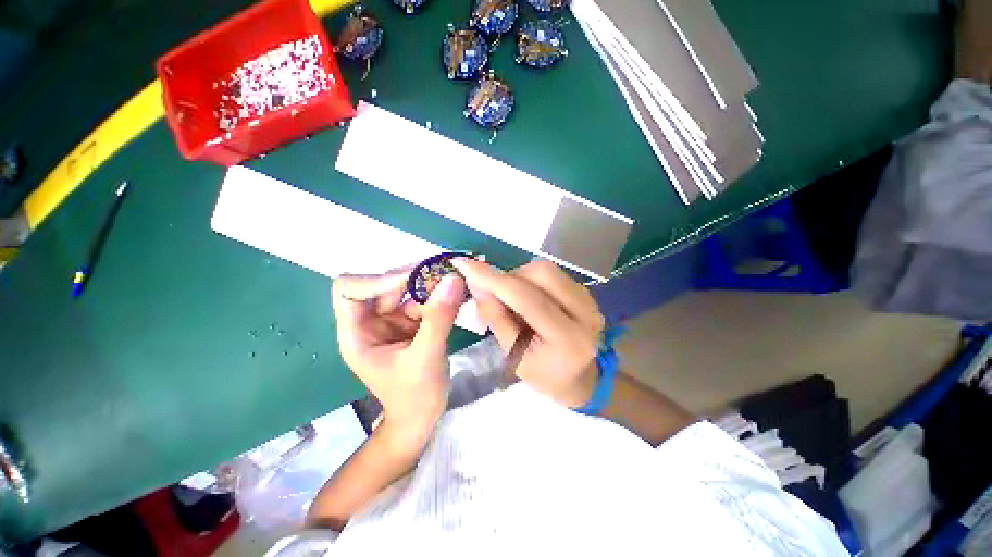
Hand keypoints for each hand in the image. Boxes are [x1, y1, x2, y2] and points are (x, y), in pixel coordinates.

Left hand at [332, 269, 466, 441]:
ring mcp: (391, 321)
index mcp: (356, 333)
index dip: (375, 281)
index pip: (349, 290)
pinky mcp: (410, 323)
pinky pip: (423, 301)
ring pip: (406, 290)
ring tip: (454, 281)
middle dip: (412, 278)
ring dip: (429, 285)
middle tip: (443, 273)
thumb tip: (454, 278)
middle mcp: (370, 322)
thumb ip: (439, 317)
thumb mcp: (426, 357)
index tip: (410, 283)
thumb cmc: (415, 396)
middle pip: (382, 285)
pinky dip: (438, 296)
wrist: (422, 417)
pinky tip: (456, 294)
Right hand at [451, 259, 604, 407]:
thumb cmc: (544, 374)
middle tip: (494, 292)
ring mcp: (590, 299)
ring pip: (546, 269)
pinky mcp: (586, 291)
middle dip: (509, 277)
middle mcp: (586, 313)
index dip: (493, 279)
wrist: (580, 376)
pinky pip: (552, 274)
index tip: (464, 264)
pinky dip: (530, 279)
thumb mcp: (514, 357)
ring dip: (519, 277)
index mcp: (568, 339)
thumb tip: (477, 283)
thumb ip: (495, 318)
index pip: (526, 299)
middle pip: (541, 273)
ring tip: (511, 298)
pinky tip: (527, 298)